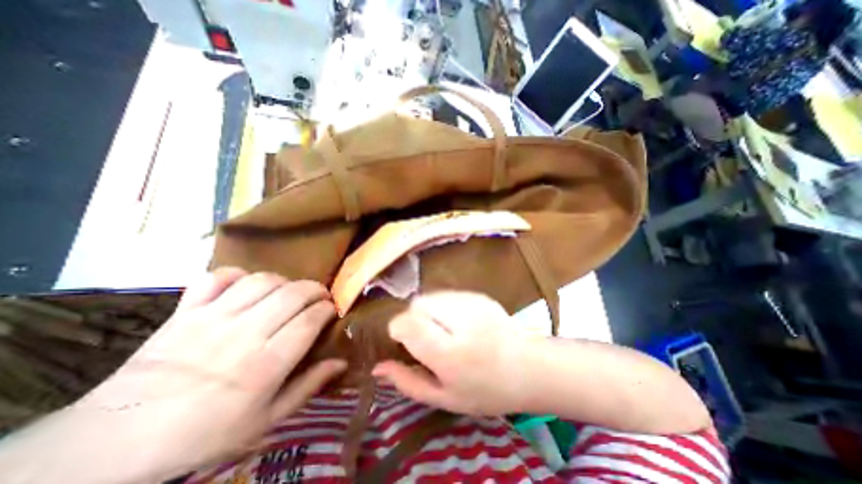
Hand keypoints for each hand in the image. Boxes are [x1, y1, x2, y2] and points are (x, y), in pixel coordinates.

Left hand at [70, 268, 344, 480]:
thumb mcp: (266, 420)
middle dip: (316, 289)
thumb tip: (341, 361)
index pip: (310, 320)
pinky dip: (238, 275)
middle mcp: (244, 335)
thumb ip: (308, 386)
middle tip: (319, 297)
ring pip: (263, 281)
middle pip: (294, 294)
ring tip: (289, 292)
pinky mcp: (187, 310)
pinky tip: (247, 286)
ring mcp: (213, 318)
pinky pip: (218, 277)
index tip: (331, 310)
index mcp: (265, 365)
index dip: (327, 309)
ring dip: (285, 281)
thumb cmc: (205, 432)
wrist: (113, 443)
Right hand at [373, 292, 537, 414]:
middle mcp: (461, 321)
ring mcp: (473, 303)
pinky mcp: (479, 295)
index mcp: (451, 353)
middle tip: (426, 338)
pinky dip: (442, 306)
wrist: (527, 368)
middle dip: (413, 319)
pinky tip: (457, 322)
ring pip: (431, 296)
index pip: (410, 323)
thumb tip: (378, 366)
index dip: (399, 327)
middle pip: (418, 304)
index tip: (402, 339)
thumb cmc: (484, 390)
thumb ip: (407, 382)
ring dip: (428, 311)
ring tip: (443, 330)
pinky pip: (447, 294)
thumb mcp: (444, 397)